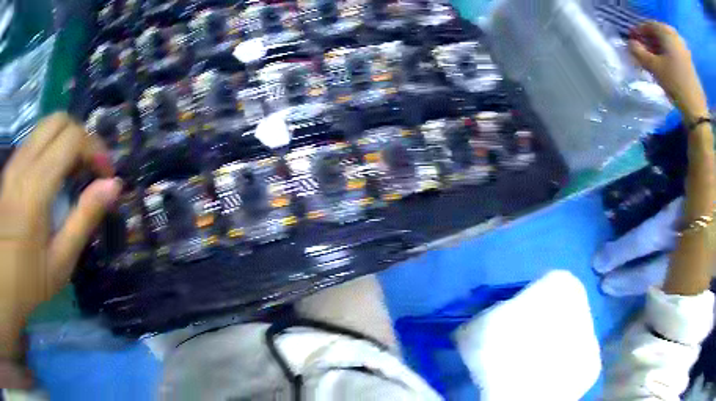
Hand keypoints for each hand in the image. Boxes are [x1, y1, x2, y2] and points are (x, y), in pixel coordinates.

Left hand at [0, 113, 120, 364]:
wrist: (6, 282)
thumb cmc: (27, 283)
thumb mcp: (59, 263)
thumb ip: (84, 219)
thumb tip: (113, 186)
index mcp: (35, 188)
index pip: (72, 138)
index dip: (95, 148)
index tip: (105, 173)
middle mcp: (22, 164)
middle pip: (58, 120)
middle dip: (80, 136)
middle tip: (88, 167)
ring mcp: (13, 162)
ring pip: (44, 128)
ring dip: (63, 142)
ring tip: (69, 174)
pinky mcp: (9, 167)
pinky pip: (32, 142)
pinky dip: (47, 149)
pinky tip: (48, 179)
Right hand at [629, 21, 708, 122]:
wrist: (697, 111)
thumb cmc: (676, 85)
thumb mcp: (654, 68)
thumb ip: (639, 53)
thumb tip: (630, 44)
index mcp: (665, 31)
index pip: (647, 25)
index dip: (638, 33)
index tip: (632, 43)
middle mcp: (674, 35)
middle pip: (658, 34)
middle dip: (649, 42)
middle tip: (642, 53)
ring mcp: (683, 49)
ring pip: (666, 44)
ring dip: (658, 50)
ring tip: (653, 61)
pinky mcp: (688, 62)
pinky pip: (674, 52)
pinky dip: (668, 56)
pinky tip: (664, 66)